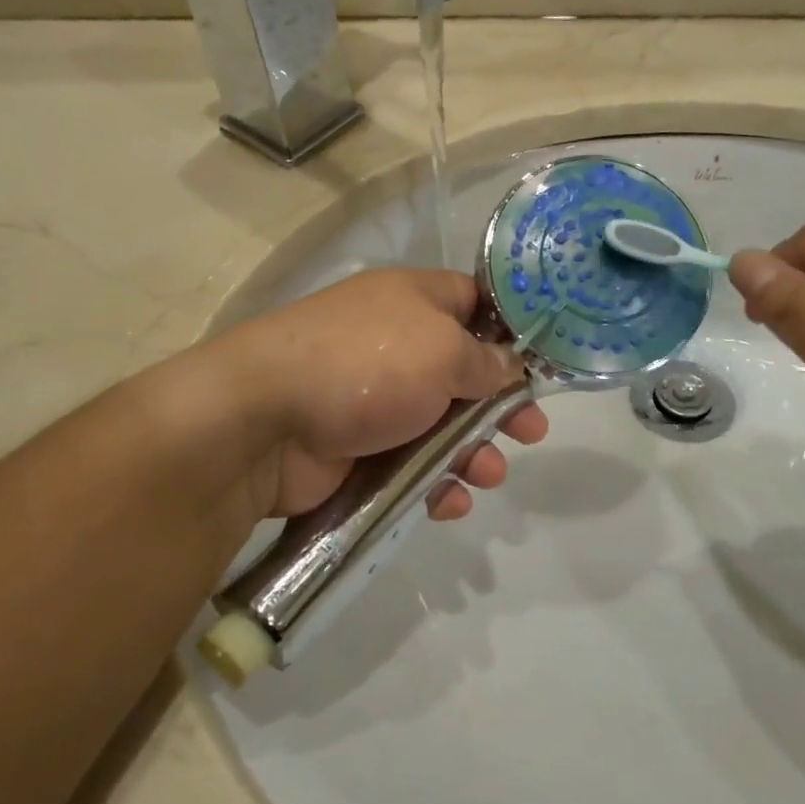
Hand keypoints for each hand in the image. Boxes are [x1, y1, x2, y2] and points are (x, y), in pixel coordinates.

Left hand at [208, 268, 547, 520]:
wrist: (263, 422)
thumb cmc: (366, 366)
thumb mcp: (442, 351)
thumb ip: (486, 361)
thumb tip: (510, 365)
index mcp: (413, 301)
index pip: (474, 301)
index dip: (511, 328)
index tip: (542, 362)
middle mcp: (396, 344)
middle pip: (464, 371)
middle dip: (500, 405)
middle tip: (531, 433)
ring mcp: (375, 398)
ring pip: (441, 425)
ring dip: (472, 452)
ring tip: (488, 474)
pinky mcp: (358, 448)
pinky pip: (411, 464)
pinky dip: (434, 483)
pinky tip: (450, 503)